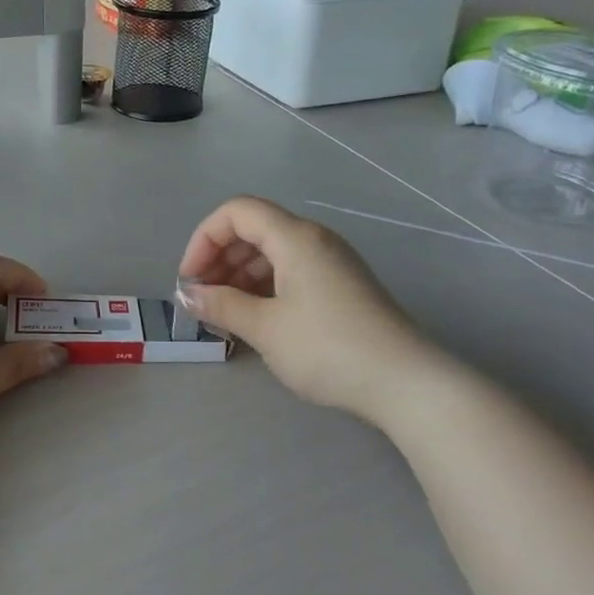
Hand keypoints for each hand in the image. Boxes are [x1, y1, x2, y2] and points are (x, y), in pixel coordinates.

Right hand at [178, 197, 430, 423]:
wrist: (405, 382)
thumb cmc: (328, 348)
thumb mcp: (266, 328)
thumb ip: (221, 305)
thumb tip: (188, 294)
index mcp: (295, 237)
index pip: (236, 212)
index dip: (204, 238)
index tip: (190, 279)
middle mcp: (314, 240)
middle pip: (254, 230)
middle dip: (219, 259)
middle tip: (202, 299)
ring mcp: (332, 263)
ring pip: (272, 253)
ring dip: (240, 276)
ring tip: (224, 314)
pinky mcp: (342, 286)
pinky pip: (292, 272)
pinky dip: (265, 287)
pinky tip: (255, 319)